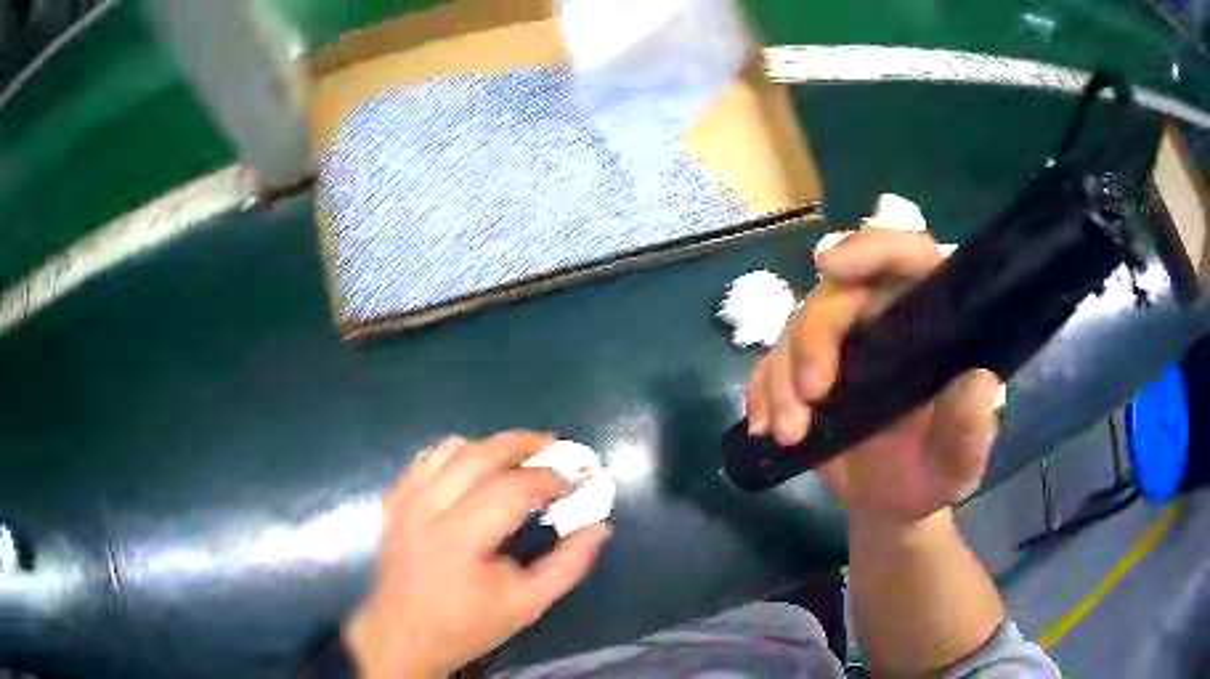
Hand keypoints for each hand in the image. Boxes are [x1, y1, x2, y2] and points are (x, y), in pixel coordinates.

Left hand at [346, 432, 612, 678]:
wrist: (404, 635)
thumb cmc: (468, 625)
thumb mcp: (528, 604)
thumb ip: (569, 565)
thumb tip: (600, 527)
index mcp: (461, 540)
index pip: (513, 489)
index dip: (551, 479)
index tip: (577, 483)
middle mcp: (428, 510)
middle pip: (480, 455)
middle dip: (524, 444)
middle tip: (555, 448)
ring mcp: (406, 502)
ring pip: (452, 449)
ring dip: (491, 445)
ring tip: (520, 455)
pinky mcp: (394, 501)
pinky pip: (426, 459)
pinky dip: (455, 453)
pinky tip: (475, 466)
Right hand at [746, 229, 1002, 522]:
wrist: (892, 502)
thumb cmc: (935, 474)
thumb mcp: (960, 461)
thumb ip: (970, 428)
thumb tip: (979, 382)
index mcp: (932, 320)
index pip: (908, 257)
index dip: (872, 249)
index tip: (831, 265)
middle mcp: (885, 317)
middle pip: (837, 294)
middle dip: (814, 338)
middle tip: (811, 395)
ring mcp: (843, 343)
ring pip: (796, 326)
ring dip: (782, 376)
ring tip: (789, 434)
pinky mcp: (807, 370)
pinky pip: (772, 363)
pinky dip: (762, 390)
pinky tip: (764, 426)